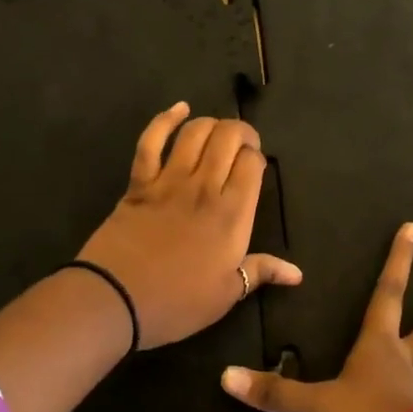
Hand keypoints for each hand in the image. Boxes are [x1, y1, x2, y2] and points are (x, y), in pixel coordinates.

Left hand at [77, 103, 302, 348]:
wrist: (115, 299)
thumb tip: (297, 274)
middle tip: (241, 145)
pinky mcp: (139, 182)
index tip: (254, 169)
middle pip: (228, 138)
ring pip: (195, 133)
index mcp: (233, 215)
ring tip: (217, 132)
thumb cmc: (177, 302)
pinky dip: (165, 120)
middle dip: (240, 132)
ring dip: (210, 124)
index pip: (253, 164)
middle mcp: (205, 188)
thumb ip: (261, 272)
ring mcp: (169, 181)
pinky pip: (151, 141)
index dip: (257, 158)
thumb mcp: (226, 294)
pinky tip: (179, 109)